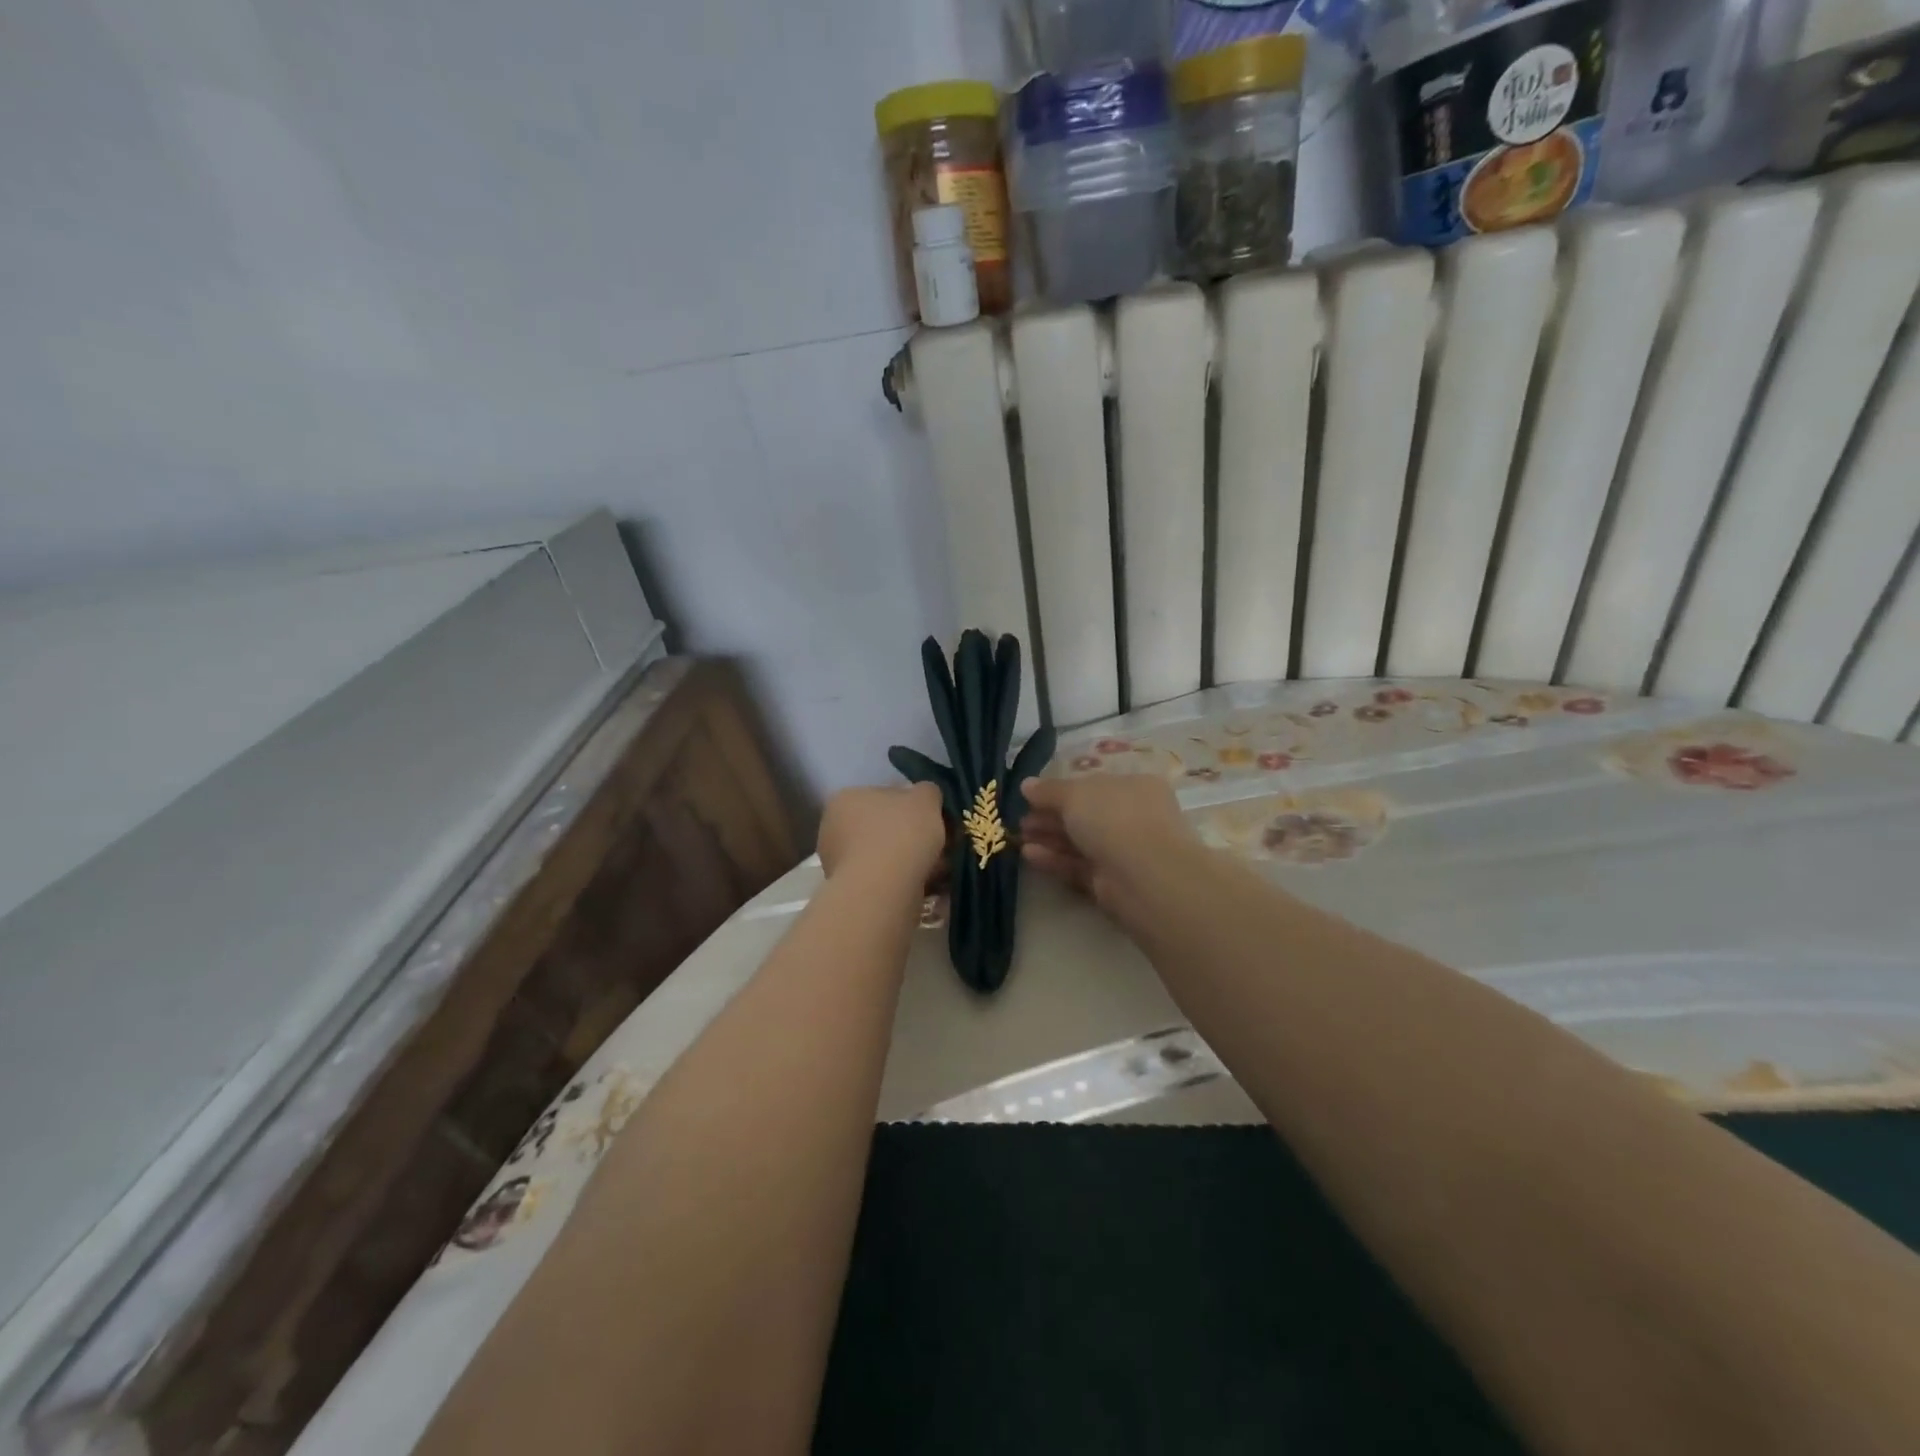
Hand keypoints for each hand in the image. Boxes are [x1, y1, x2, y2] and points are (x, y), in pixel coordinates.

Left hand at [817, 782, 945, 884]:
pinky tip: (929, 887)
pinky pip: (884, 881)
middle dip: (910, 837)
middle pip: (883, 828)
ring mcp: (837, 863)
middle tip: (939, 845)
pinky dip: (905, 882)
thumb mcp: (926, 797)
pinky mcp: (849, 892)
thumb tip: (926, 797)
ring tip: (939, 870)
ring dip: (910, 862)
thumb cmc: (901, 832)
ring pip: (885, 857)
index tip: (931, 819)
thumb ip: (927, 791)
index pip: (882, 796)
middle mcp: (833, 828)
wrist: (884, 888)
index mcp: (845, 798)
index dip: (911, 807)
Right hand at [1019, 774, 1195, 911]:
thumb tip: (1027, 785)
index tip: (1032, 797)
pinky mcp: (1112, 882)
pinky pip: (1079, 866)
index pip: (1094, 786)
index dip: (1062, 790)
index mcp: (1134, 787)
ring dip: (1049, 838)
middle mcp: (1132, 817)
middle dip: (1051, 817)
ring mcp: (1124, 852)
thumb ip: (1049, 790)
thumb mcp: (1075, 794)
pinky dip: (1055, 860)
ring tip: (1019, 837)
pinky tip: (1029, 855)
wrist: (1144, 875)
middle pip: (1085, 815)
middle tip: (1022, 821)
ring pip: (1080, 842)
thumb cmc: (1114, 818)